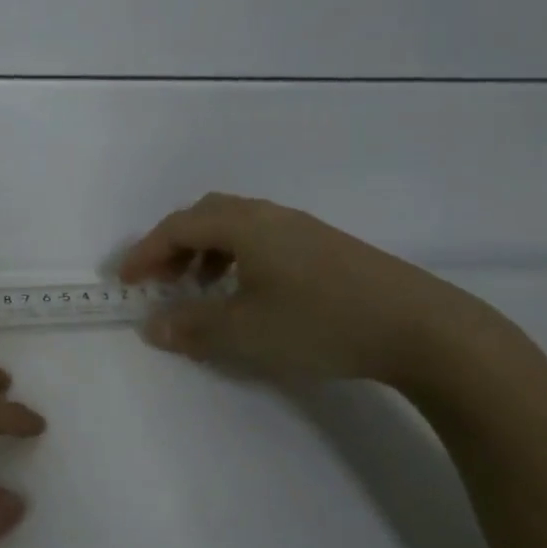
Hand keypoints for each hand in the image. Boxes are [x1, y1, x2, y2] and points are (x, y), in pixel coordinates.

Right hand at [120, 194, 510, 385]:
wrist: (422, 328)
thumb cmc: (318, 323)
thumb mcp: (242, 331)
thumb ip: (190, 327)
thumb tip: (152, 326)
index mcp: (243, 225)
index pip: (177, 227)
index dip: (145, 253)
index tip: (124, 281)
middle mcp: (269, 216)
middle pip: (205, 216)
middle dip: (173, 246)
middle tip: (160, 280)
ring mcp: (302, 229)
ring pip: (236, 226)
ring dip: (205, 252)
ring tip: (201, 289)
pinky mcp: (327, 248)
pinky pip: (262, 240)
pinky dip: (236, 258)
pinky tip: (248, 293)